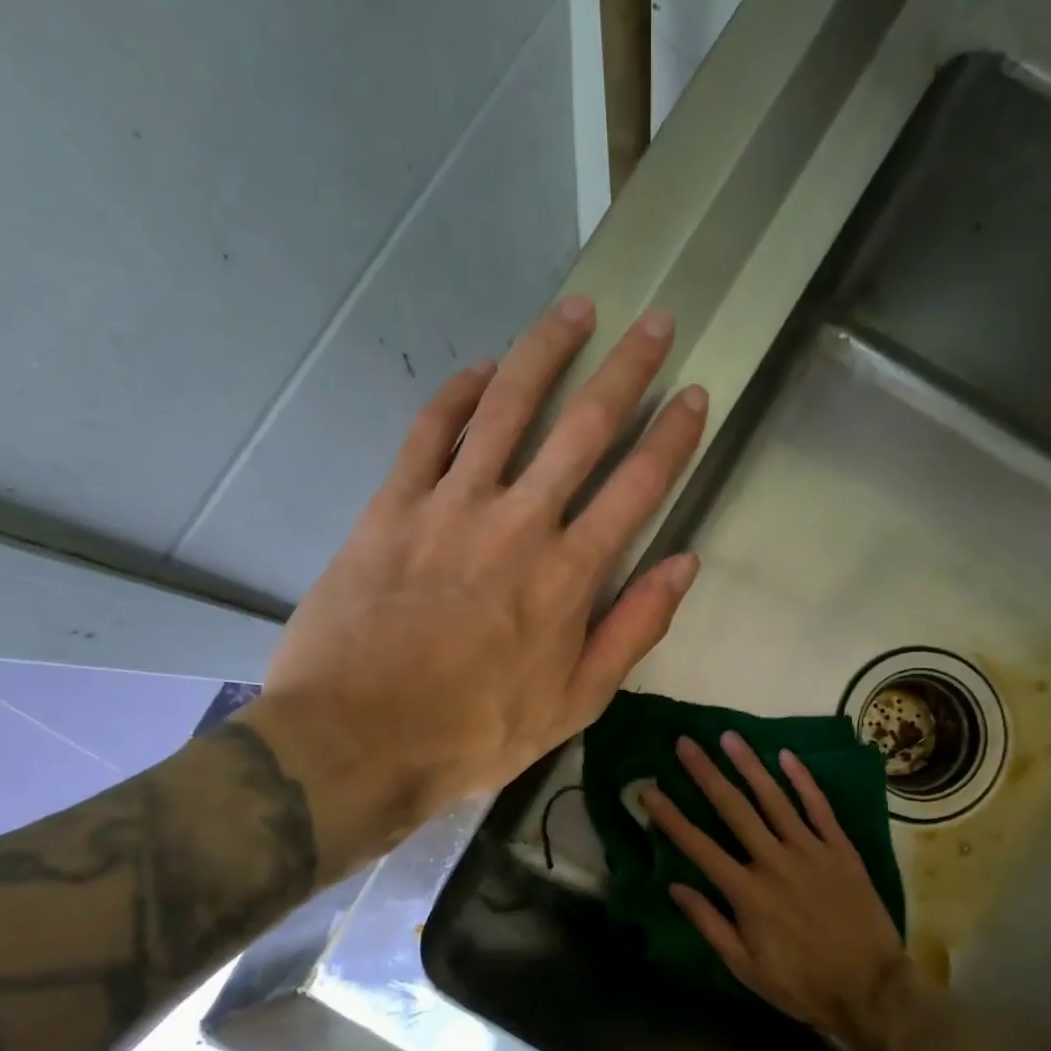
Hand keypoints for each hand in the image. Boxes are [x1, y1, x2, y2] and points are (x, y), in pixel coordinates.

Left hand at [244, 296, 707, 861]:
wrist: (356, 739)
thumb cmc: (474, 732)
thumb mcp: (575, 703)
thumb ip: (633, 629)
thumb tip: (684, 564)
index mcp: (569, 575)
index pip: (639, 485)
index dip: (673, 435)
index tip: (694, 396)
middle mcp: (519, 522)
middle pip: (583, 427)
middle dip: (627, 370)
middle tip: (656, 323)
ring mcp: (451, 506)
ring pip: (506, 406)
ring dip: (546, 352)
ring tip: (576, 310)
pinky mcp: (392, 505)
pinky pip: (429, 431)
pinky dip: (457, 393)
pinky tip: (480, 369)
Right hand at [640, 732, 912, 1050]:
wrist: (872, 990)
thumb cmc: (803, 984)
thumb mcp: (746, 968)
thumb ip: (710, 924)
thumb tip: (675, 887)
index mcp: (747, 892)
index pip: (698, 846)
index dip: (669, 817)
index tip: (648, 790)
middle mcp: (774, 861)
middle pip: (733, 809)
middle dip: (705, 774)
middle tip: (685, 743)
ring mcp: (810, 851)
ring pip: (774, 799)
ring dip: (749, 765)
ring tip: (728, 737)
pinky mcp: (841, 849)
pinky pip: (819, 808)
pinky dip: (803, 780)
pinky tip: (786, 755)